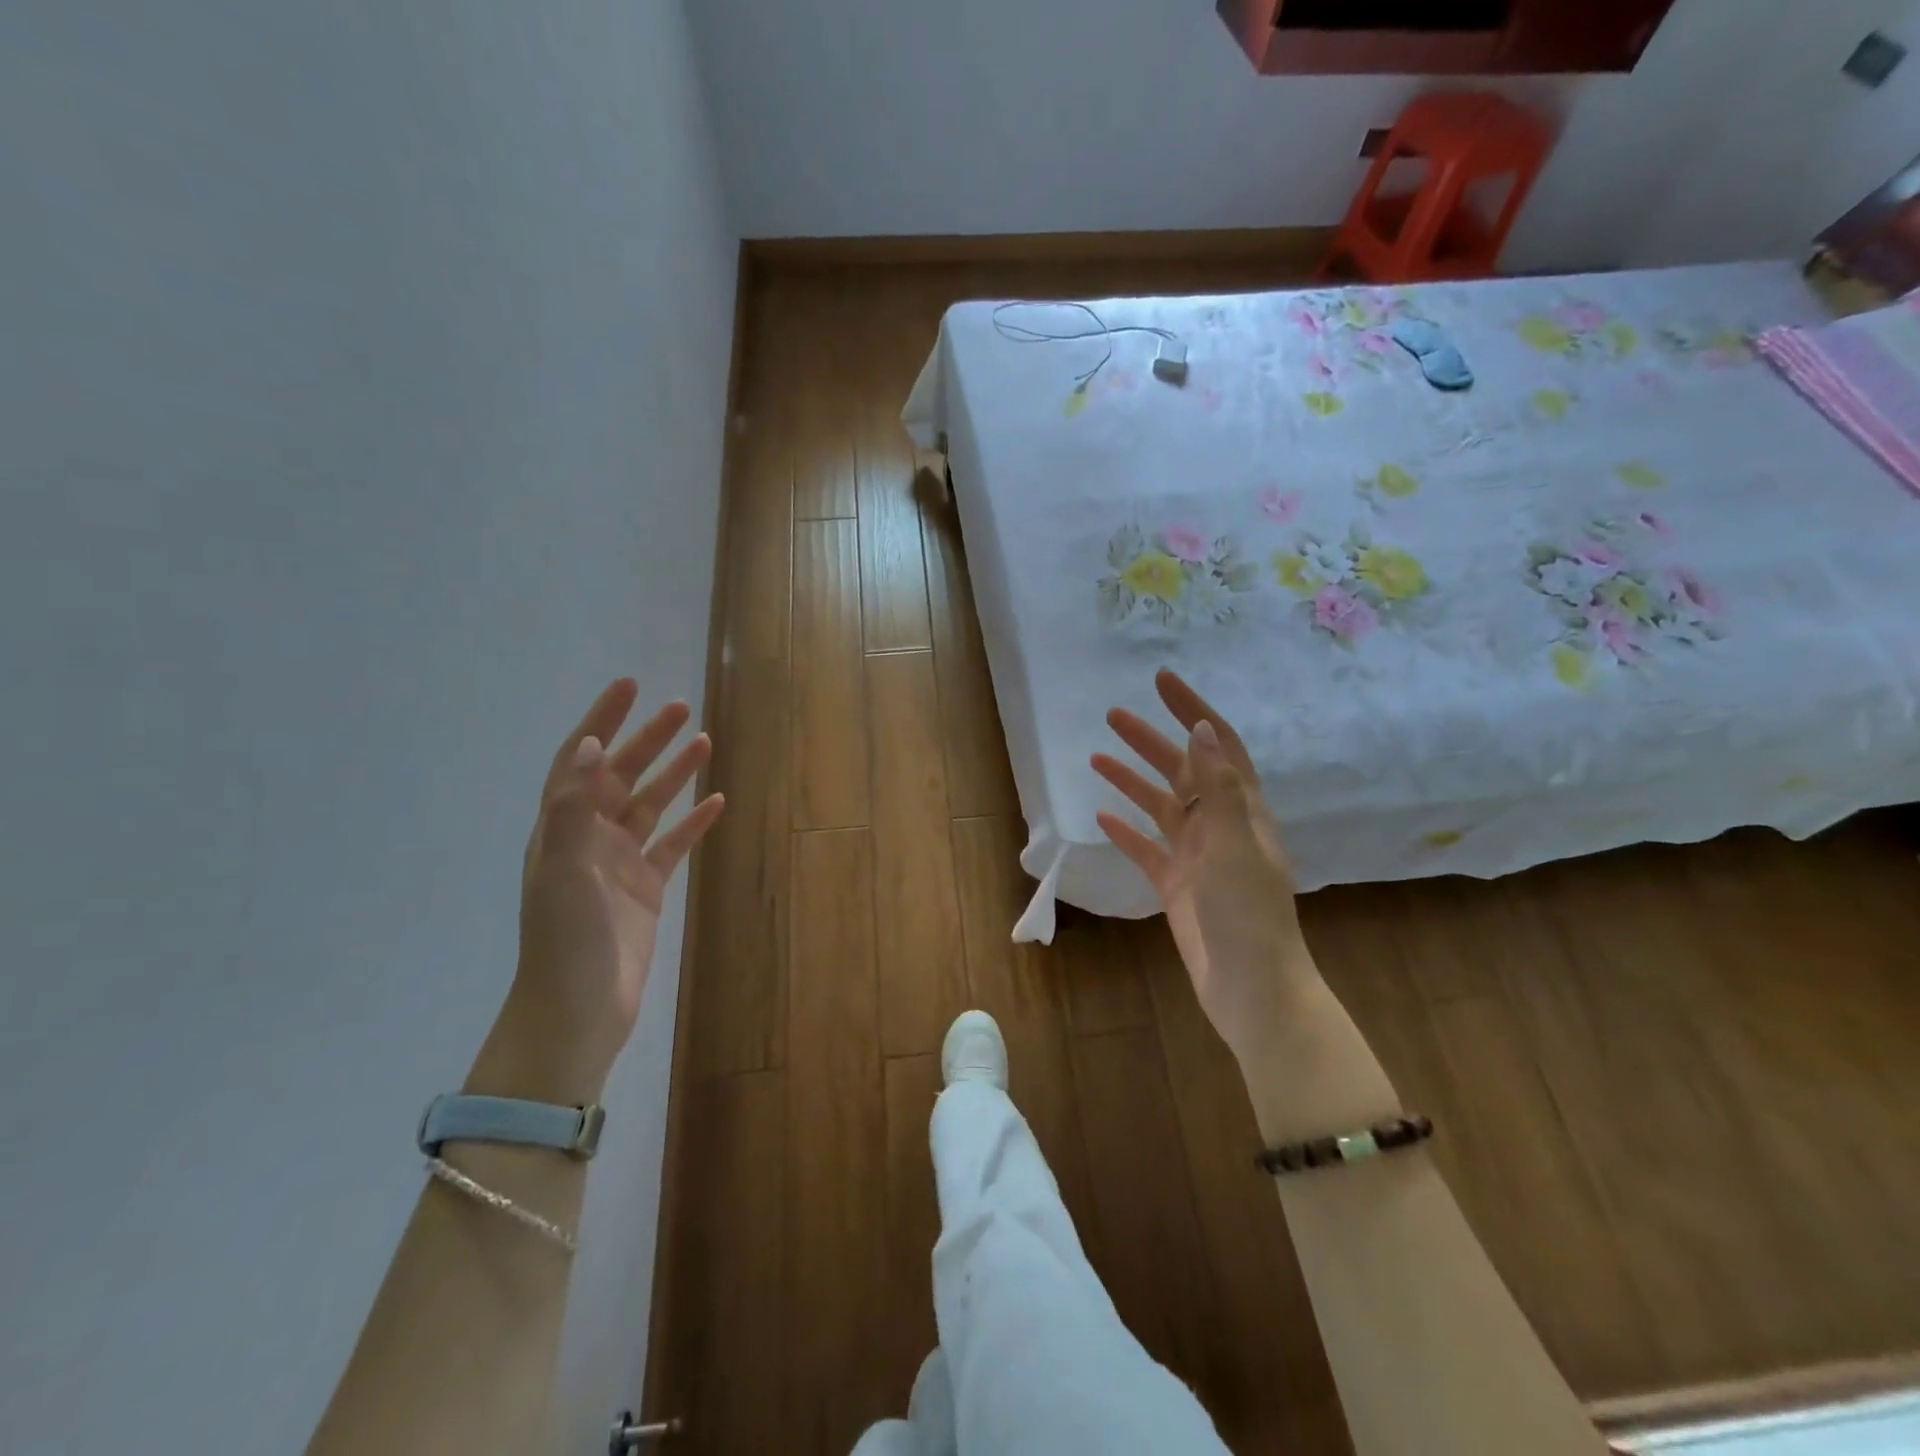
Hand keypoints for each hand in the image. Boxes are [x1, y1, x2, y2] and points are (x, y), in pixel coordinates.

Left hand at [476, 679, 723, 1105]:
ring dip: (674, 773)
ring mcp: (619, 863)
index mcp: (562, 828)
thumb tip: (591, 745)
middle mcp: (589, 838)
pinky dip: (693, 822)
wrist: (578, 1011)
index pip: (581, 760)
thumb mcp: (563, 870)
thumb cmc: (566, 940)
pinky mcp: (646, 888)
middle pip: (620, 775)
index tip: (629, 686)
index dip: (602, 720)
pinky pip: (673, 845)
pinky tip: (717, 802)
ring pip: (651, 805)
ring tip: (705, 742)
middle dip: (648, 739)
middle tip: (682, 709)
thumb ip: (574, 808)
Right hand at [1092, 669, 1310, 1066]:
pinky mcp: (1177, 885)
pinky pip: (1147, 848)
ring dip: (1132, 779)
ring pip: (1160, 806)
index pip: (1218, 745)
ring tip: (1097, 755)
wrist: (1251, 989)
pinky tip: (1102, 816)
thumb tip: (1201, 729)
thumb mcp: (1234, 846)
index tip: (1161, 680)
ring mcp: (1197, 856)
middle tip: (1113, 715)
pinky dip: (1126, 829)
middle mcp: (1221, 826)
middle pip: (1182, 770)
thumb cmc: (1249, 915)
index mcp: (1243, 810)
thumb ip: (1218, 788)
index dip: (1192, 709)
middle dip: (1150, 740)